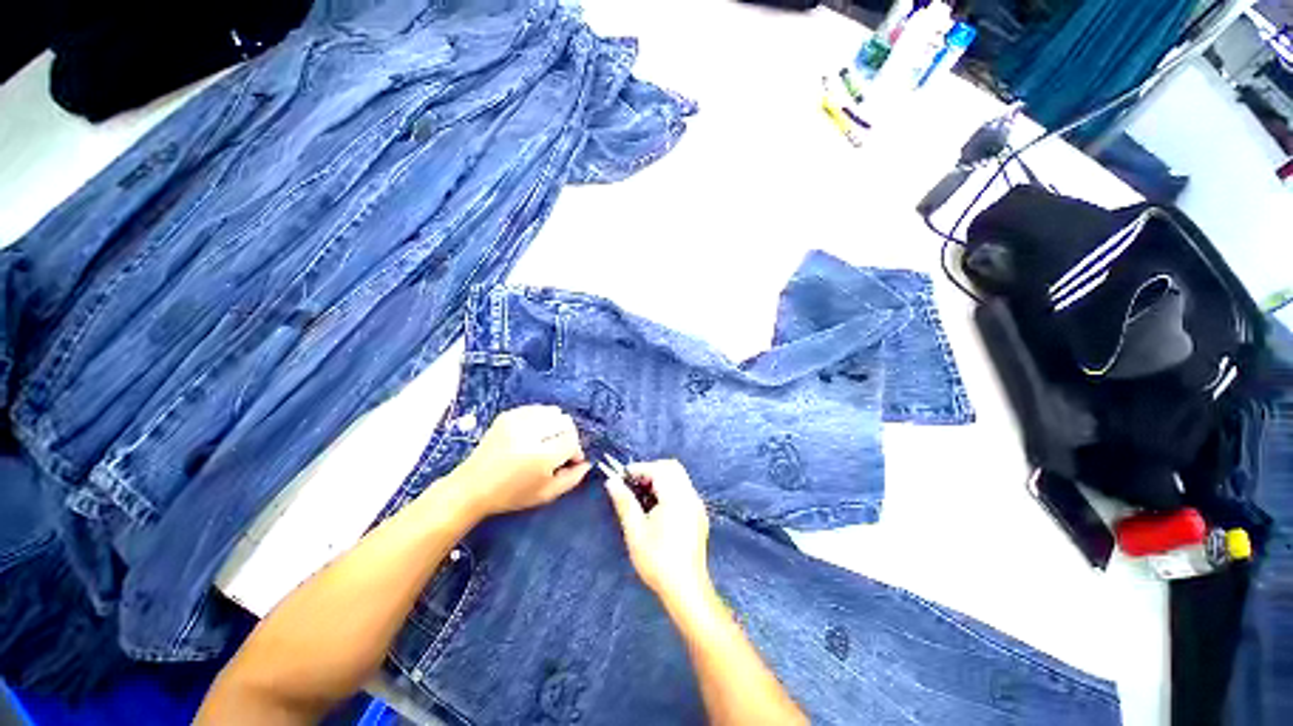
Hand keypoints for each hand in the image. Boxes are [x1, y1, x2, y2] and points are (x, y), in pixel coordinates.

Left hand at [448, 405, 590, 518]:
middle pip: (565, 422)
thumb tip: (587, 463)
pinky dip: (542, 418)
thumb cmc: (512, 495)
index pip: (572, 440)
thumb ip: (572, 479)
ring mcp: (517, 422)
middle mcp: (530, 435)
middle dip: (568, 435)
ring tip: (548, 440)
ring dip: (556, 426)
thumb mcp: (546, 495)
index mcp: (540, 457)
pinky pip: (537, 409)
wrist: (472, 487)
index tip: (570, 460)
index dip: (575, 450)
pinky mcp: (508, 415)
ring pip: (553, 412)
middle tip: (559, 449)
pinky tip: (535, 432)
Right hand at [604, 460, 712, 606]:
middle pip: (672, 468)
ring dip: (661, 479)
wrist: (686, 589)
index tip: (622, 477)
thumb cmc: (657, 561)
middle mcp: (690, 496)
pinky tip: (657, 507)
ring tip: (642, 496)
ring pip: (679, 477)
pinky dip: (670, 489)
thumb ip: (624, 502)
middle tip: (633, 484)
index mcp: (676, 497)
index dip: (639, 469)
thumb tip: (611, 481)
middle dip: (651, 470)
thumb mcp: (635, 531)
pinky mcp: (699, 515)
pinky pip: (684, 490)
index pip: (658, 469)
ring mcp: (697, 505)